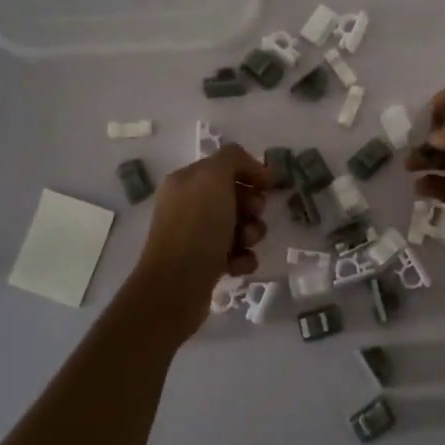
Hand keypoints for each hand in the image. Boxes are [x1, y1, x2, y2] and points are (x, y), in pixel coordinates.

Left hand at [133, 144, 269, 331]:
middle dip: (253, 206)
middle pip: (236, 196)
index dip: (250, 172)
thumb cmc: (197, 227)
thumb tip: (249, 167)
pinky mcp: (204, 264)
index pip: (226, 165)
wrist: (177, 286)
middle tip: (253, 215)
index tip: (267, 186)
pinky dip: (242, 258)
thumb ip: (232, 158)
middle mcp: (188, 205)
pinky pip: (235, 253)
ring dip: (251, 233)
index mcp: (187, 181)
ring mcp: (195, 236)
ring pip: (239, 226)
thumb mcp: (214, 177)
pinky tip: (237, 265)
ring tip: (244, 244)